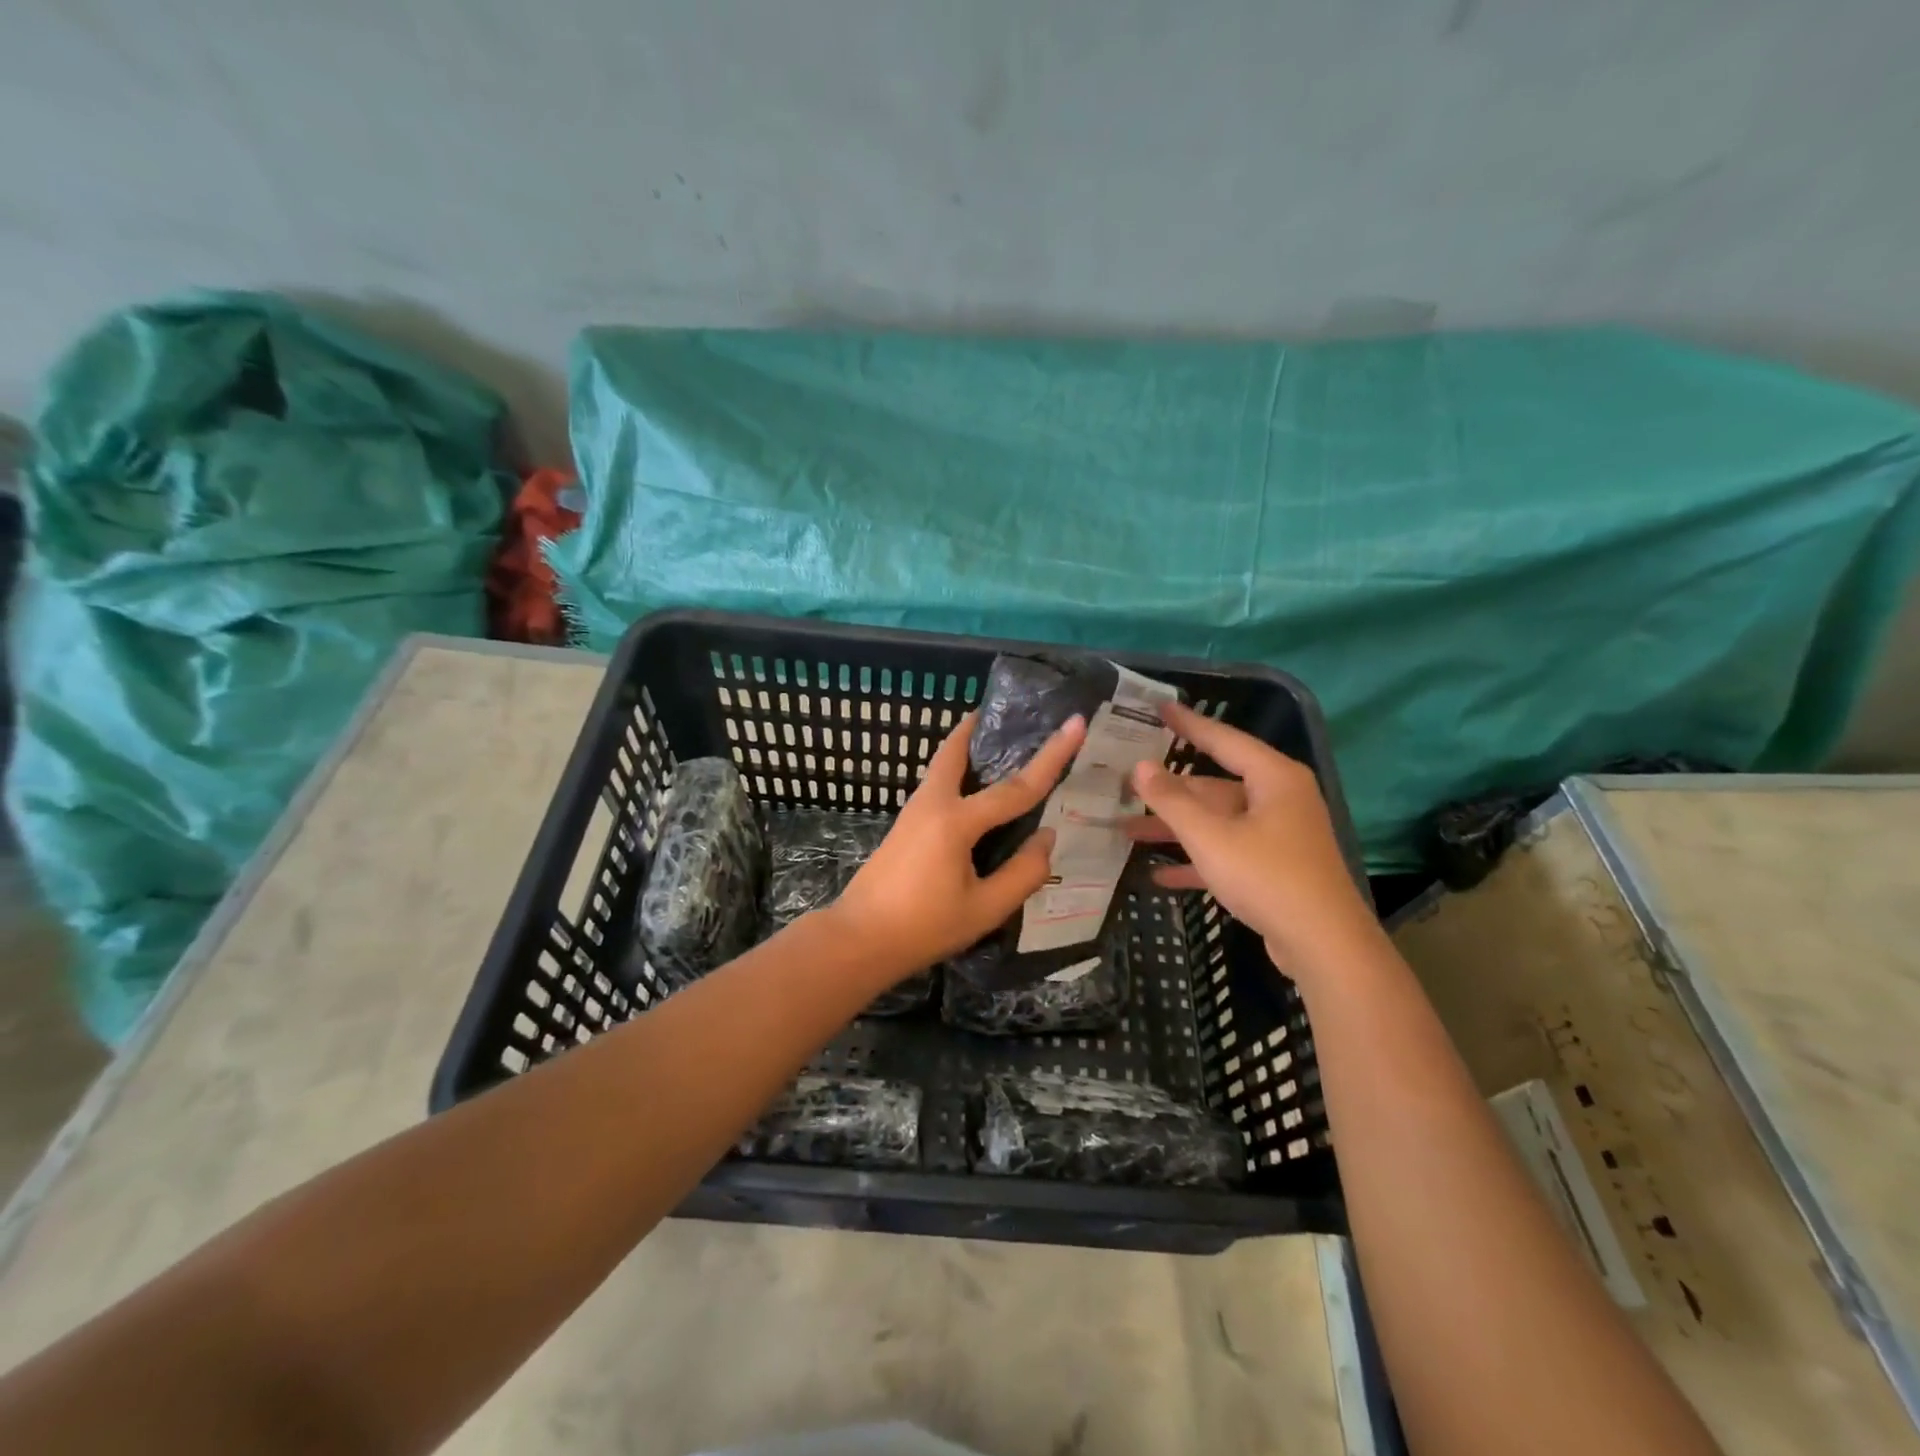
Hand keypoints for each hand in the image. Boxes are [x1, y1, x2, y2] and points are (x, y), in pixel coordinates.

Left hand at [832, 712, 1087, 979]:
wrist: (859, 940)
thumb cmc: (924, 927)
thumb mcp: (985, 909)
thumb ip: (1023, 873)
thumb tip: (1047, 838)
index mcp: (956, 821)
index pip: (1016, 787)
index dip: (1052, 756)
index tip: (1075, 723)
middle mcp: (932, 804)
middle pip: (956, 751)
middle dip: (979, 727)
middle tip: (1006, 714)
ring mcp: (913, 812)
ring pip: (943, 766)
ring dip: (967, 748)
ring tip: (996, 745)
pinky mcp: (905, 826)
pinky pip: (937, 785)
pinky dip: (957, 773)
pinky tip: (975, 793)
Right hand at [1125, 702, 1378, 980]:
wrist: (1324, 946)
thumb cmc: (1267, 877)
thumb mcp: (1211, 837)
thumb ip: (1172, 800)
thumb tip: (1140, 766)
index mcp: (1273, 778)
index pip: (1223, 739)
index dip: (1189, 723)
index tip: (1159, 707)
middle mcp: (1278, 799)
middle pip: (1214, 786)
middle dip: (1168, 792)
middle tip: (1126, 784)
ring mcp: (1278, 835)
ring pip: (1217, 821)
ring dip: (1175, 829)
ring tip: (1126, 831)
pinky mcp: (1274, 868)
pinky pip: (1227, 852)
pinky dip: (1196, 860)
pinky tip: (1159, 874)